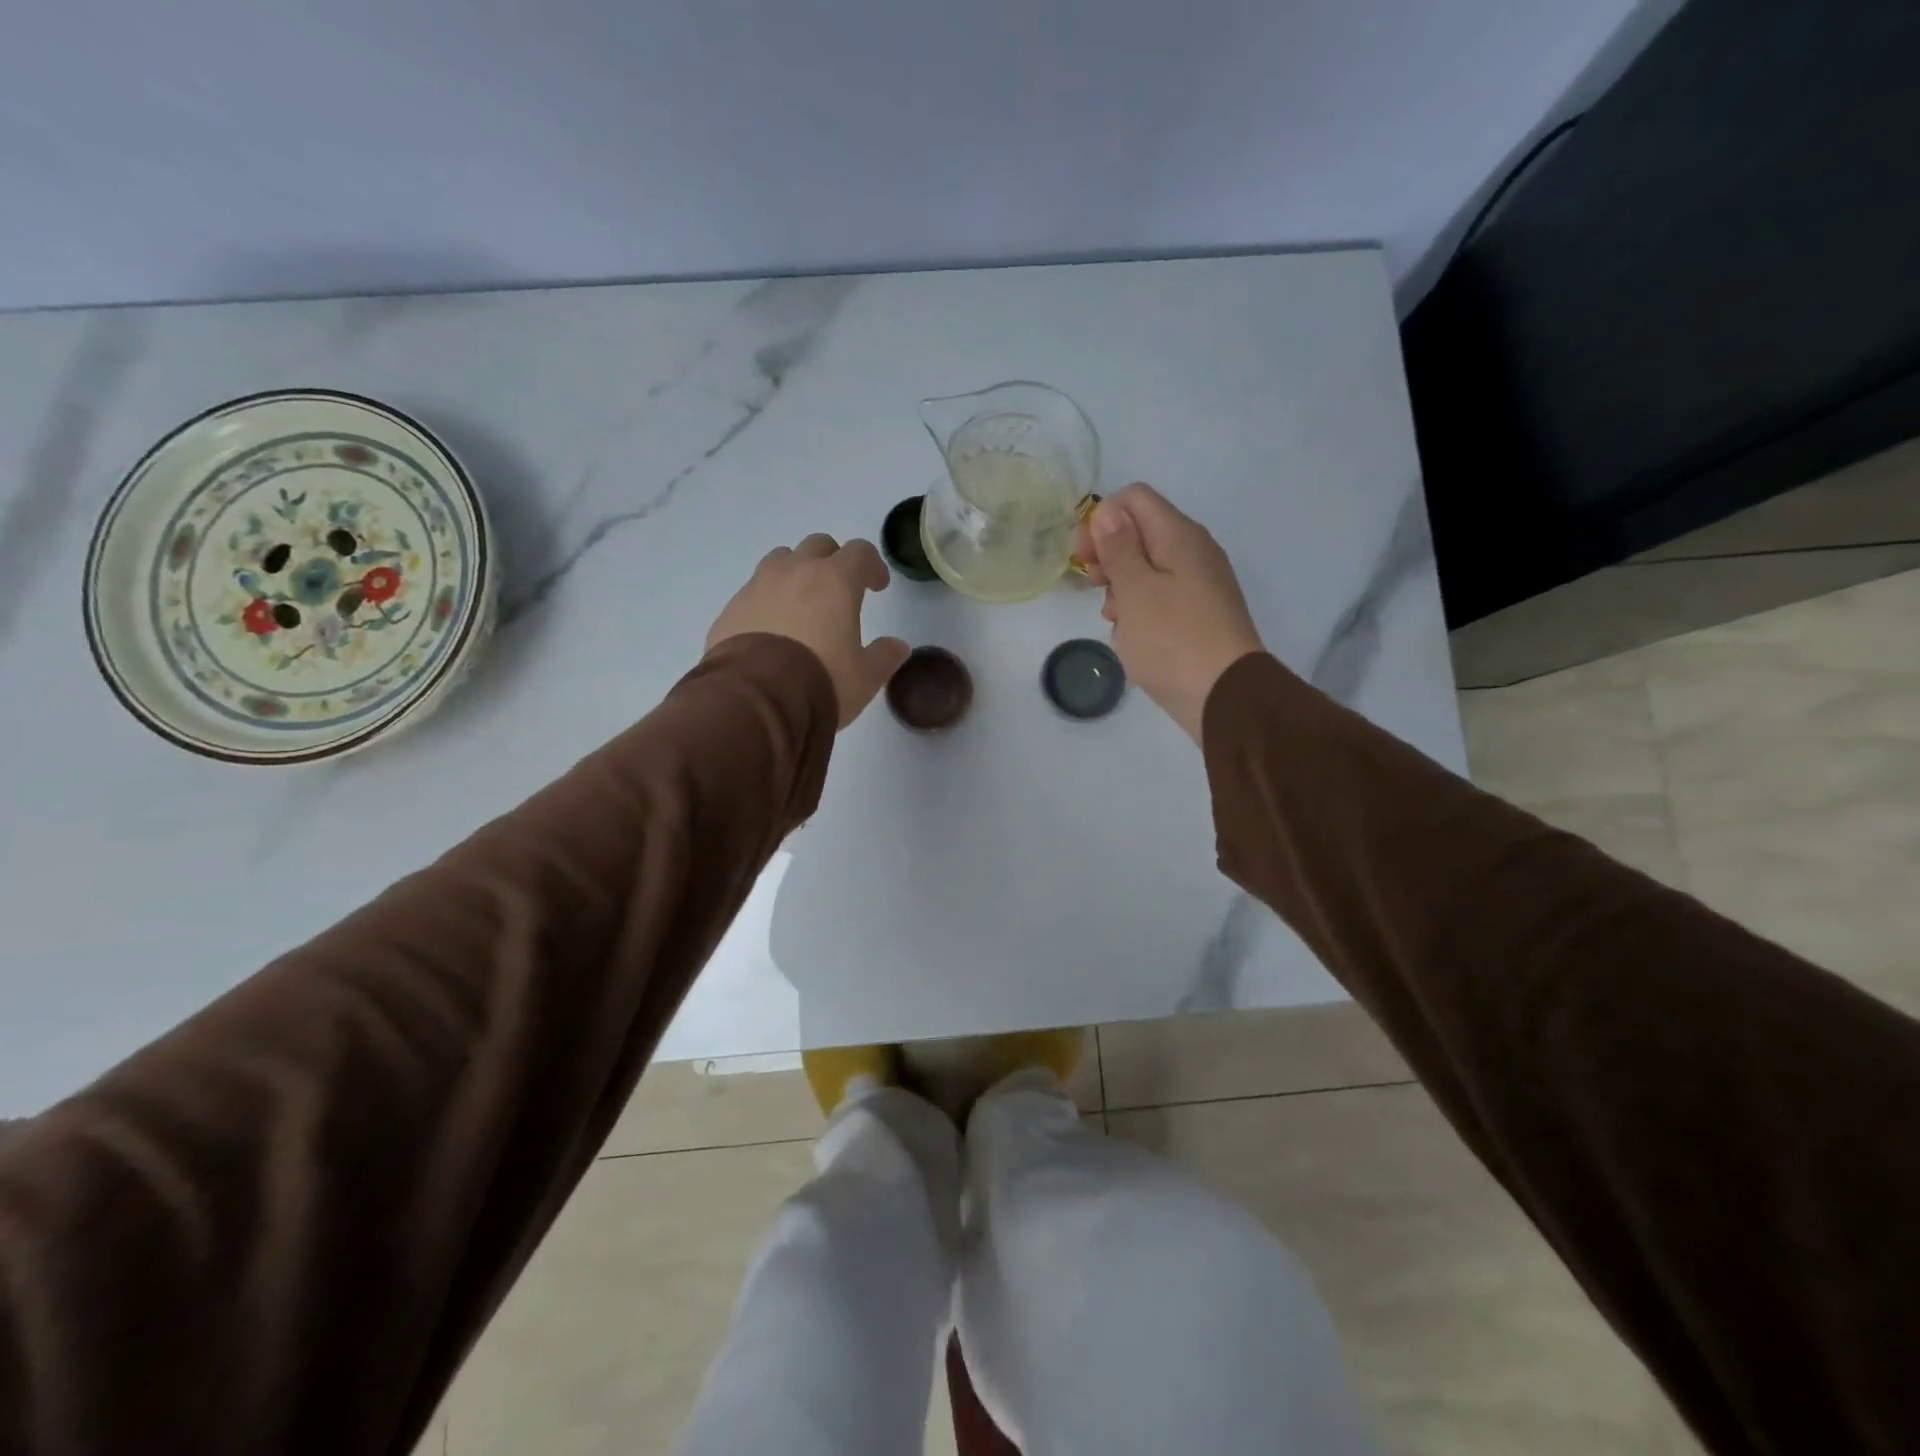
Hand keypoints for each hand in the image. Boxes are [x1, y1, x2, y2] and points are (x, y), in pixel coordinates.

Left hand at [706, 534, 910, 728]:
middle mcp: (795, 572)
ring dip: (796, 572)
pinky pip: (754, 590)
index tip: (877, 586)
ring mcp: (758, 586)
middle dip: (833, 561)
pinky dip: (768, 599)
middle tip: (839, 590)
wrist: (755, 700)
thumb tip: (897, 646)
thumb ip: (884, 656)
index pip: (860, 552)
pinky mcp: (732, 608)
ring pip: (781, 559)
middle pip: (818, 545)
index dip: (872, 566)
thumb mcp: (864, 677)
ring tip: (802, 603)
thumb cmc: (821, 681)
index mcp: (835, 581)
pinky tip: (772, 629)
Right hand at [1076, 484, 1264, 741]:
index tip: (1083, 557)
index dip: (1101, 519)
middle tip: (1093, 588)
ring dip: (1122, 589)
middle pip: (1140, 533)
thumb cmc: (1172, 639)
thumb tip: (1108, 512)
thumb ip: (1119, 548)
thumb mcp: (1135, 590)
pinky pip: (1161, 598)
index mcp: (1180, 536)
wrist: (1224, 696)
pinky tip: (1133, 637)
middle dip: (1109, 557)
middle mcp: (1194, 552)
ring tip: (1114, 620)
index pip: (1134, 498)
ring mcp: (1199, 585)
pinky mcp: (1199, 614)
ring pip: (1147, 569)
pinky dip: (1140, 610)